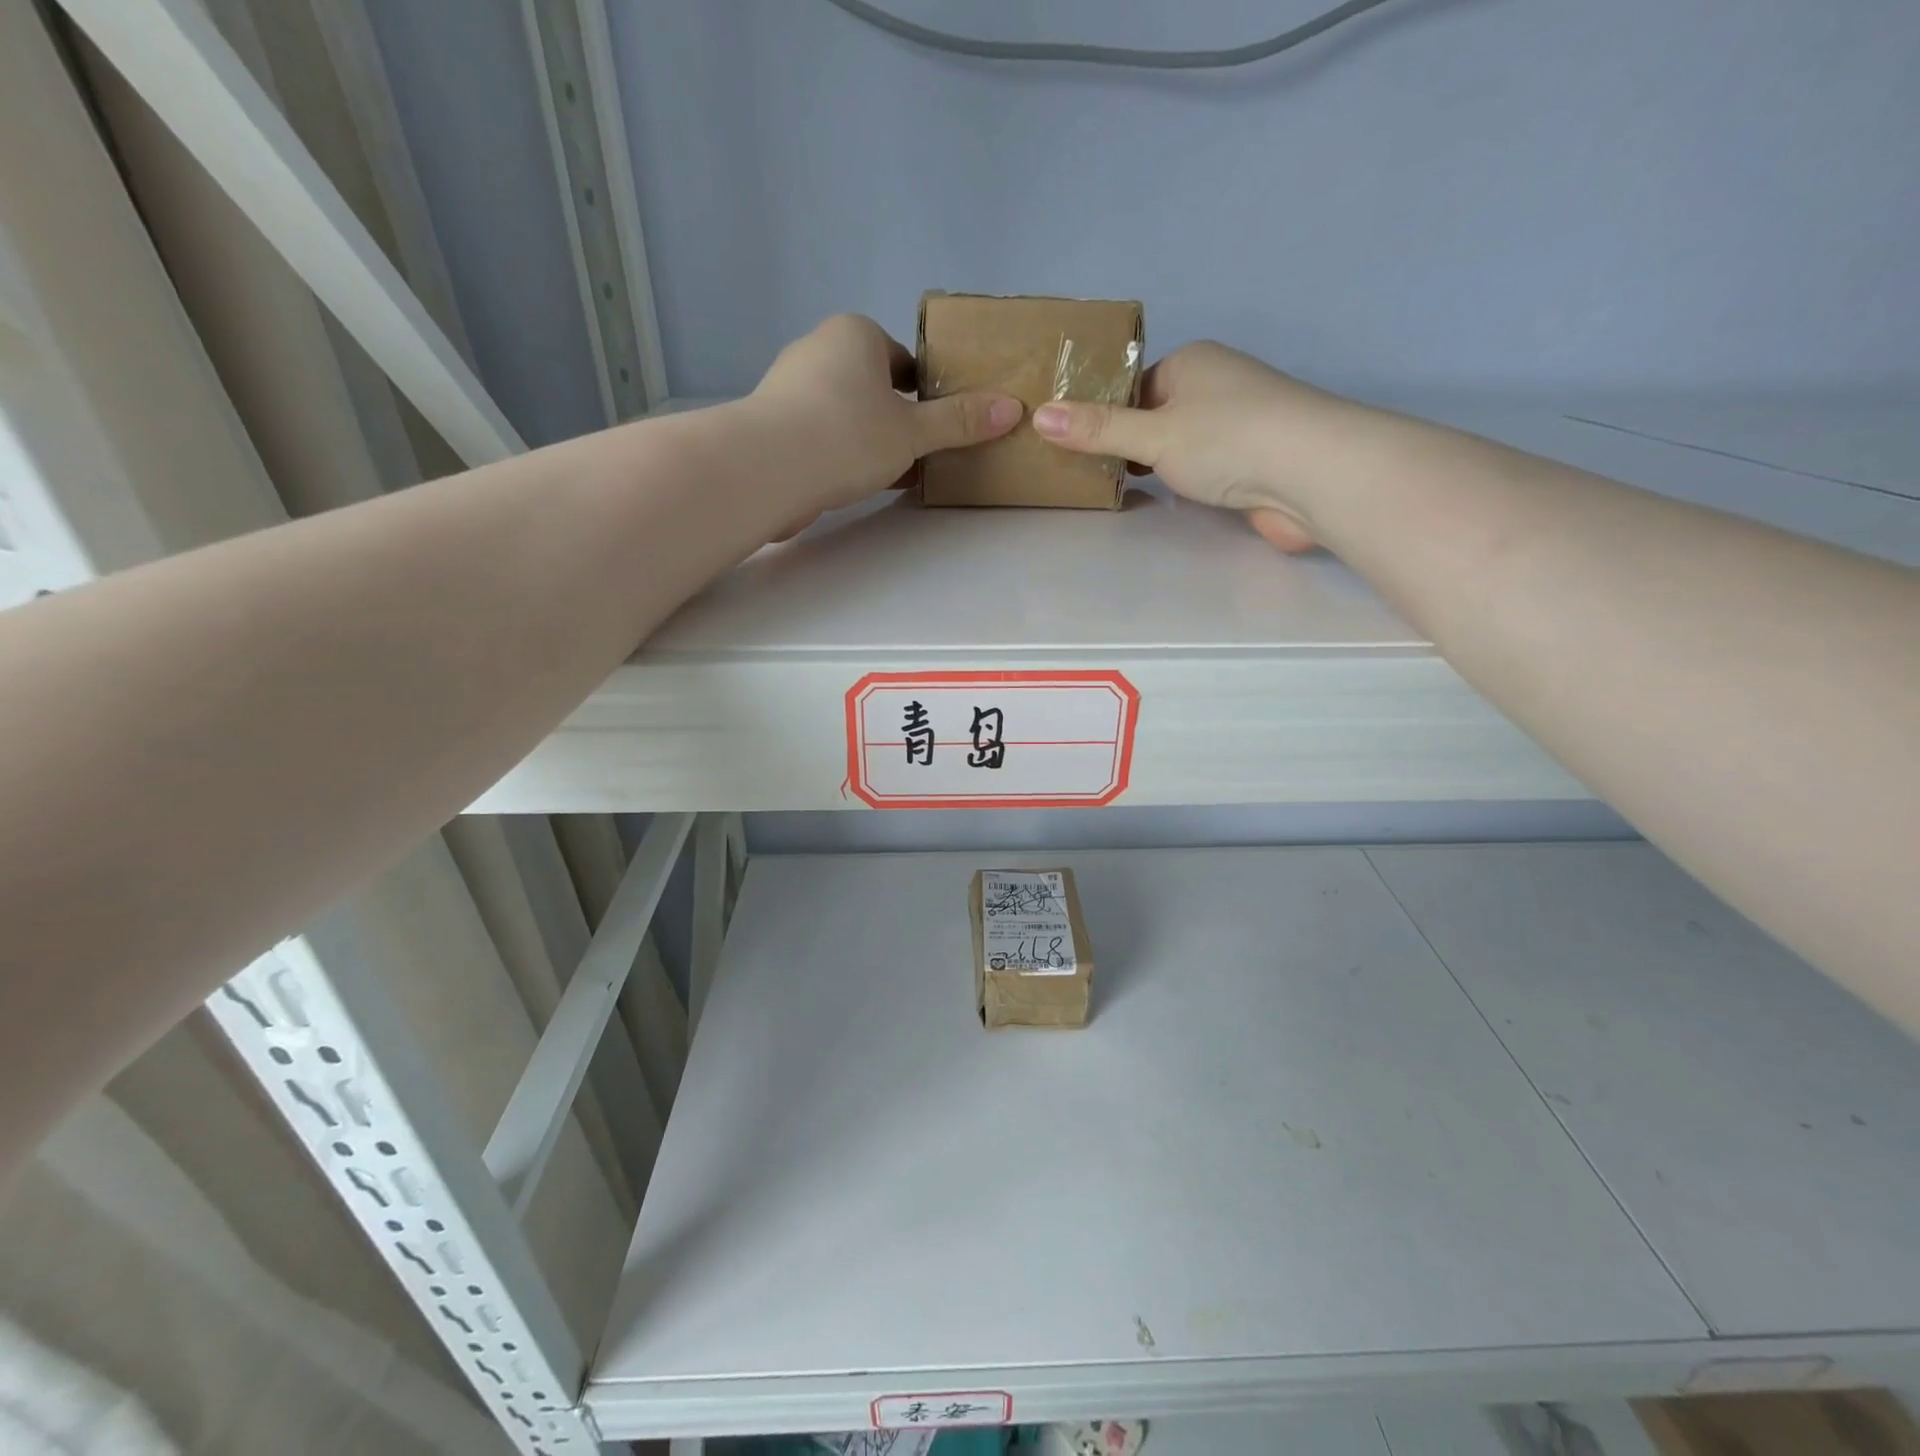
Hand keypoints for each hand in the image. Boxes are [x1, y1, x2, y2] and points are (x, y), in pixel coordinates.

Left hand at [748, 314, 1021, 536]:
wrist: (767, 469)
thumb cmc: (848, 434)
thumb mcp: (914, 431)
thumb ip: (959, 422)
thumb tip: (1011, 409)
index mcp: (855, 335)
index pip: (902, 359)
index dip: (926, 391)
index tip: (939, 424)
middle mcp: (818, 350)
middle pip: (873, 386)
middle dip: (898, 419)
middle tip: (922, 453)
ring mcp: (790, 389)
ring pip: (846, 413)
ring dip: (871, 441)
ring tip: (895, 474)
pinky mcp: (773, 427)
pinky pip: (821, 436)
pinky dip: (842, 455)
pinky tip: (858, 483)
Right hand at [1030, 342, 1336, 552]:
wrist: (1315, 474)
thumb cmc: (1229, 439)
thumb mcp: (1152, 433)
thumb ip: (1098, 429)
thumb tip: (1039, 415)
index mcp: (1193, 362)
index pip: (1134, 387)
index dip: (1105, 415)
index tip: (1077, 448)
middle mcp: (1217, 386)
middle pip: (1155, 416)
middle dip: (1128, 444)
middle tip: (1089, 474)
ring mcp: (1239, 425)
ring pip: (1180, 445)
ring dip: (1157, 467)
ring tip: (1118, 491)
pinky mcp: (1253, 463)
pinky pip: (1203, 469)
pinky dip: (1183, 483)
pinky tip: (1166, 501)